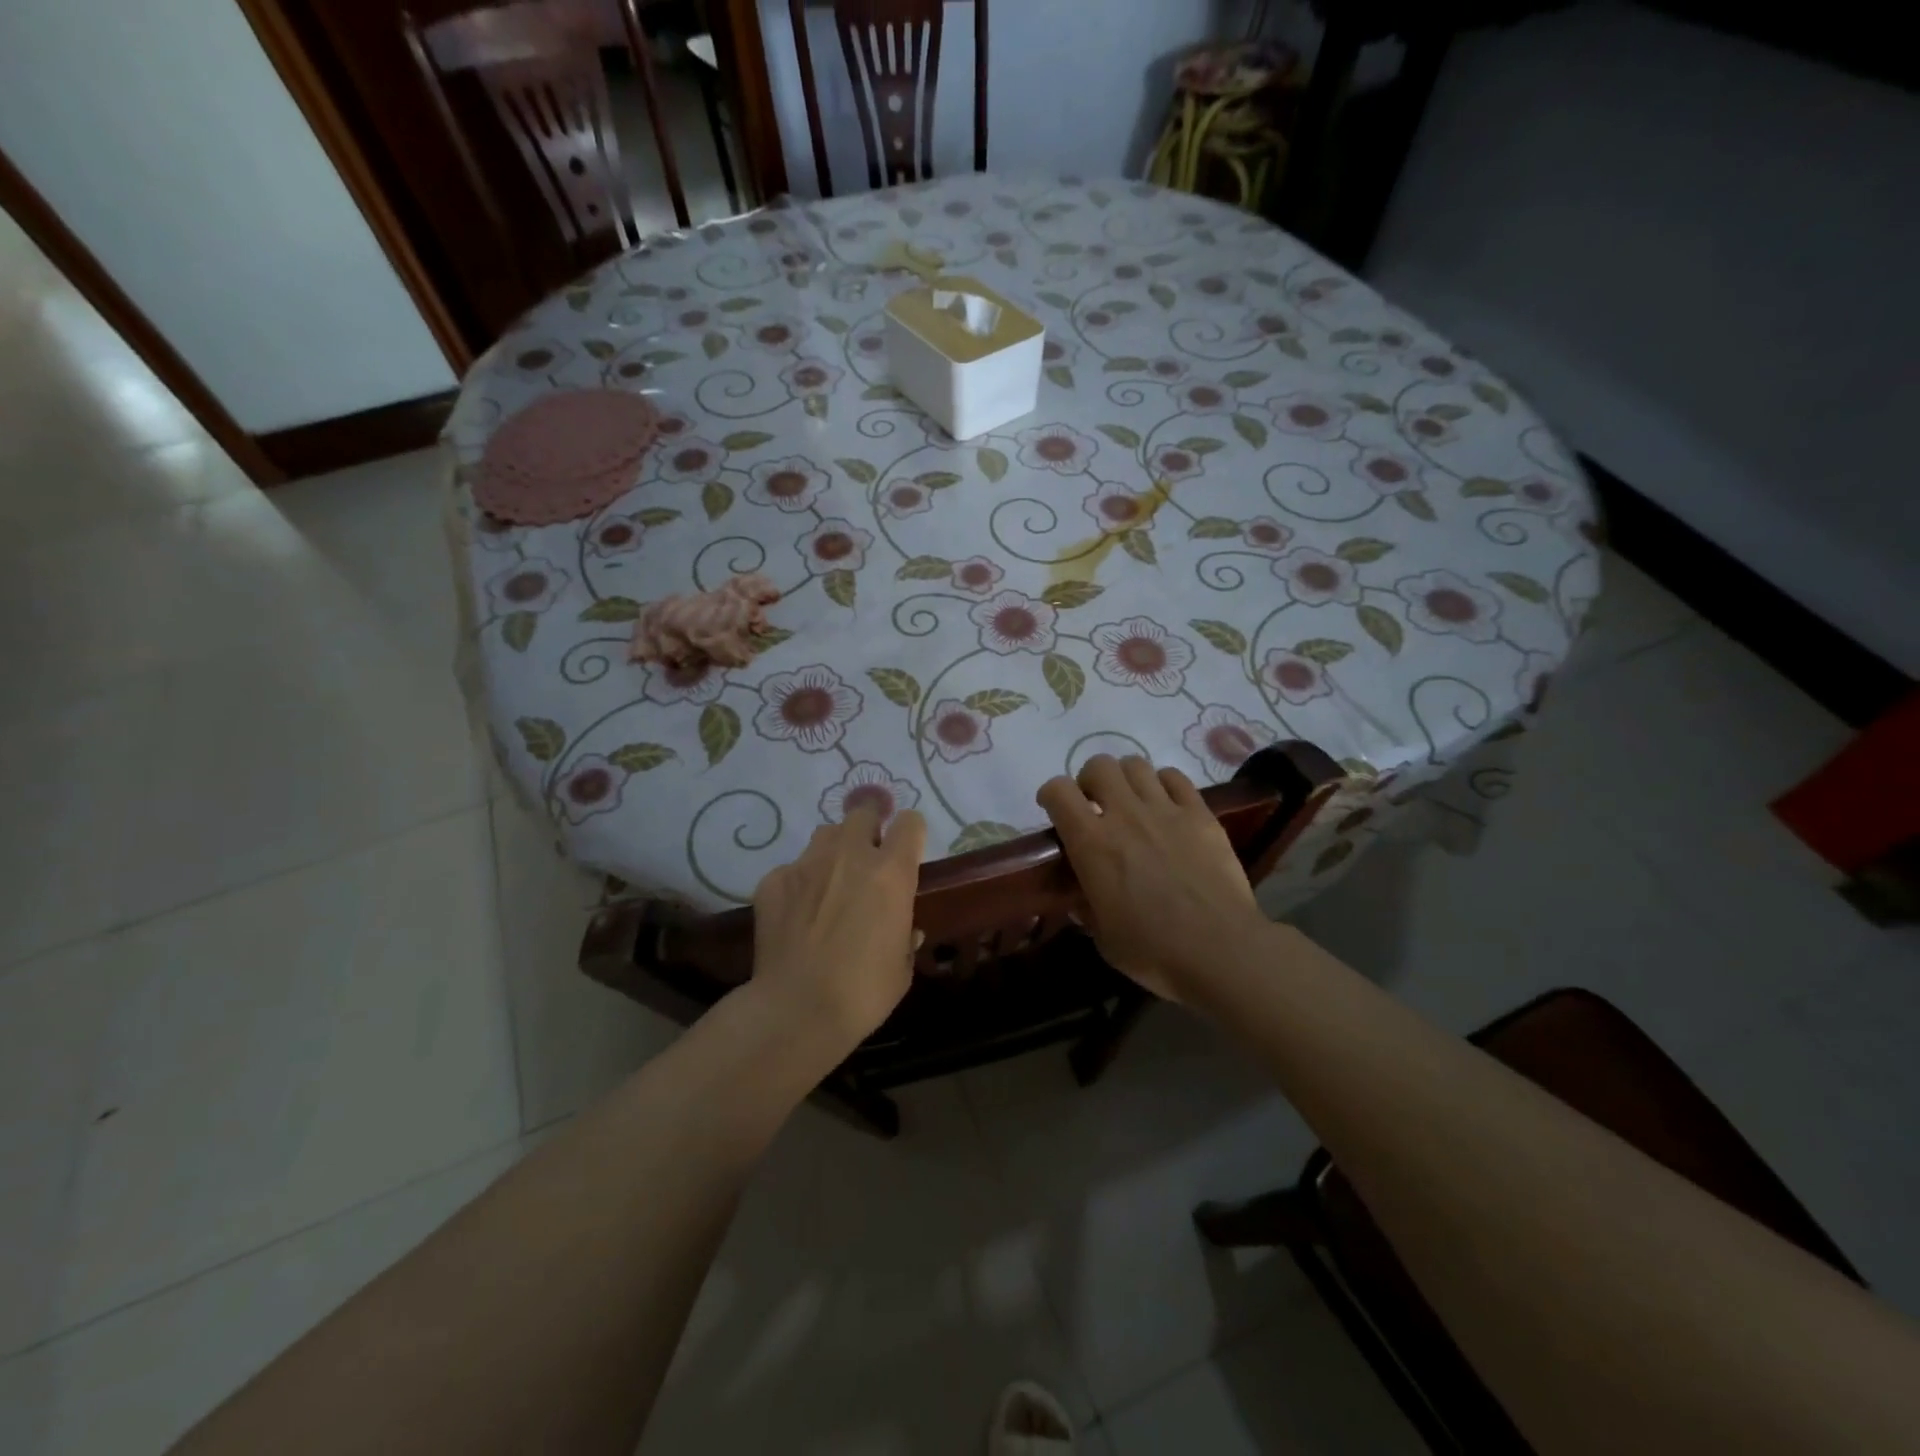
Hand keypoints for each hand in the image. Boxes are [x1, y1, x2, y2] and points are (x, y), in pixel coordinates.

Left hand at [749, 806, 926, 1054]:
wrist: (796, 1010)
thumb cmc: (863, 992)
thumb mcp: (901, 968)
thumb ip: (905, 937)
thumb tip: (905, 930)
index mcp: (891, 873)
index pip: (909, 823)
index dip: (910, 833)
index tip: (906, 852)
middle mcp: (849, 855)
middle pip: (862, 813)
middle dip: (868, 829)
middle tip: (867, 861)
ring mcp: (806, 864)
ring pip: (825, 834)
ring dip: (833, 850)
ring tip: (830, 883)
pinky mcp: (773, 880)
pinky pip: (792, 868)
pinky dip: (798, 883)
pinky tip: (796, 914)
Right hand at [1037, 755, 1266, 1000]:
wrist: (1221, 950)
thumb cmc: (1155, 952)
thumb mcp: (1103, 937)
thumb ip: (1088, 909)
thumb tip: (1083, 900)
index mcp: (1092, 844)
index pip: (1058, 791)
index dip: (1051, 794)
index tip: (1054, 809)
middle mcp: (1125, 815)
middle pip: (1098, 765)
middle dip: (1090, 780)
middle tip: (1096, 805)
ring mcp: (1166, 810)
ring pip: (1136, 765)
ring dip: (1126, 779)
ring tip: (1132, 801)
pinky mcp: (1201, 814)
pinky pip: (1176, 778)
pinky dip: (1164, 784)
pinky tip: (1167, 805)